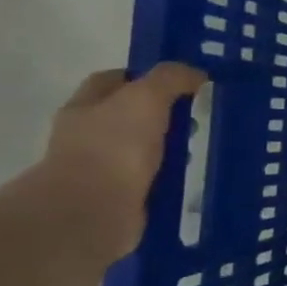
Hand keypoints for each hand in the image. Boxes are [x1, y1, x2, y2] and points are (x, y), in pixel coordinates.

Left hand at [36, 63, 206, 260]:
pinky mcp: (119, 197)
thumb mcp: (146, 97)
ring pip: (143, 148)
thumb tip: (196, 74)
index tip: (181, 82)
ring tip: (202, 146)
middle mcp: (87, 135)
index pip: (113, 80)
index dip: (146, 76)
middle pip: (130, 114)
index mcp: (85, 106)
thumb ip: (171, 78)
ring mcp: (101, 168)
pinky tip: (192, 174)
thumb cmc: (114, 146)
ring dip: (168, 147)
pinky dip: (169, 176)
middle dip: (163, 114)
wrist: (93, 211)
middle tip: (198, 115)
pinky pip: (151, 178)